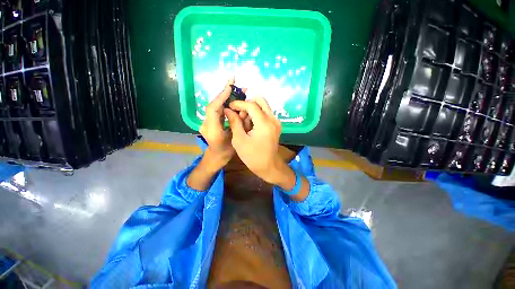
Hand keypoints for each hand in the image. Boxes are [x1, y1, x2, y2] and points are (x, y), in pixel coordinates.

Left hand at [199, 79, 235, 170]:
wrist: (216, 157)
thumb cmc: (226, 151)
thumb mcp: (235, 137)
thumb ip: (238, 124)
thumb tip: (244, 109)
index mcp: (212, 129)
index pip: (213, 108)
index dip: (221, 96)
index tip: (230, 86)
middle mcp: (206, 124)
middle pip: (214, 104)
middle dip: (224, 92)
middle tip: (233, 80)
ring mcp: (206, 122)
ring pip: (215, 105)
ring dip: (225, 96)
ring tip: (235, 87)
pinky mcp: (209, 121)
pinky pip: (217, 110)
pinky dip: (224, 102)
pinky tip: (232, 97)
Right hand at [223, 97, 285, 183]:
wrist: (268, 166)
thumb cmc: (252, 156)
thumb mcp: (239, 140)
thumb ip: (234, 122)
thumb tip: (228, 110)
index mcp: (264, 124)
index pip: (251, 105)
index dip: (239, 104)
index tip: (230, 106)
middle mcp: (273, 119)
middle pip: (260, 100)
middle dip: (247, 104)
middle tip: (239, 114)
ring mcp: (276, 122)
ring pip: (263, 106)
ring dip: (252, 110)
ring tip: (244, 123)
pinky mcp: (276, 125)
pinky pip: (266, 113)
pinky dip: (257, 115)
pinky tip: (251, 126)